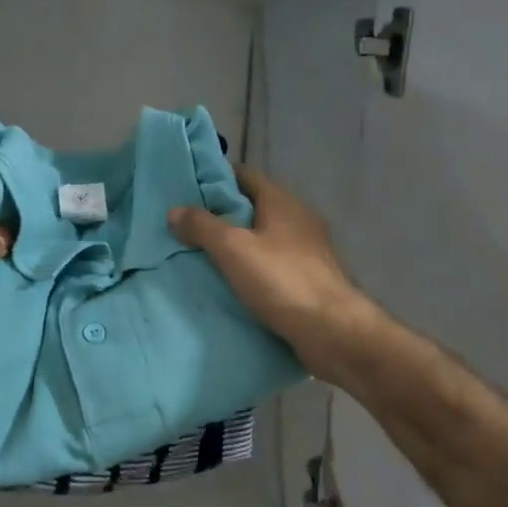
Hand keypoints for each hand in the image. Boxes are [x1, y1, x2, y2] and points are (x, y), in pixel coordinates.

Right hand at [168, 166, 378, 382]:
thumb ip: (203, 226)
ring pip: (264, 236)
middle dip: (223, 213)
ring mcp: (308, 249)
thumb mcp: (233, 249)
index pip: (245, 175)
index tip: (188, 188)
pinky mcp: (310, 277)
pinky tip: (233, 280)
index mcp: (283, 201)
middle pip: (254, 206)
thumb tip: (175, 211)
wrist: (332, 331)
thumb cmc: (281, 280)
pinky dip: (253, 266)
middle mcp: (299, 218)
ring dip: (238, 242)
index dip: (216, 178)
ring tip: (203, 253)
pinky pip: (273, 262)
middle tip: (188, 224)